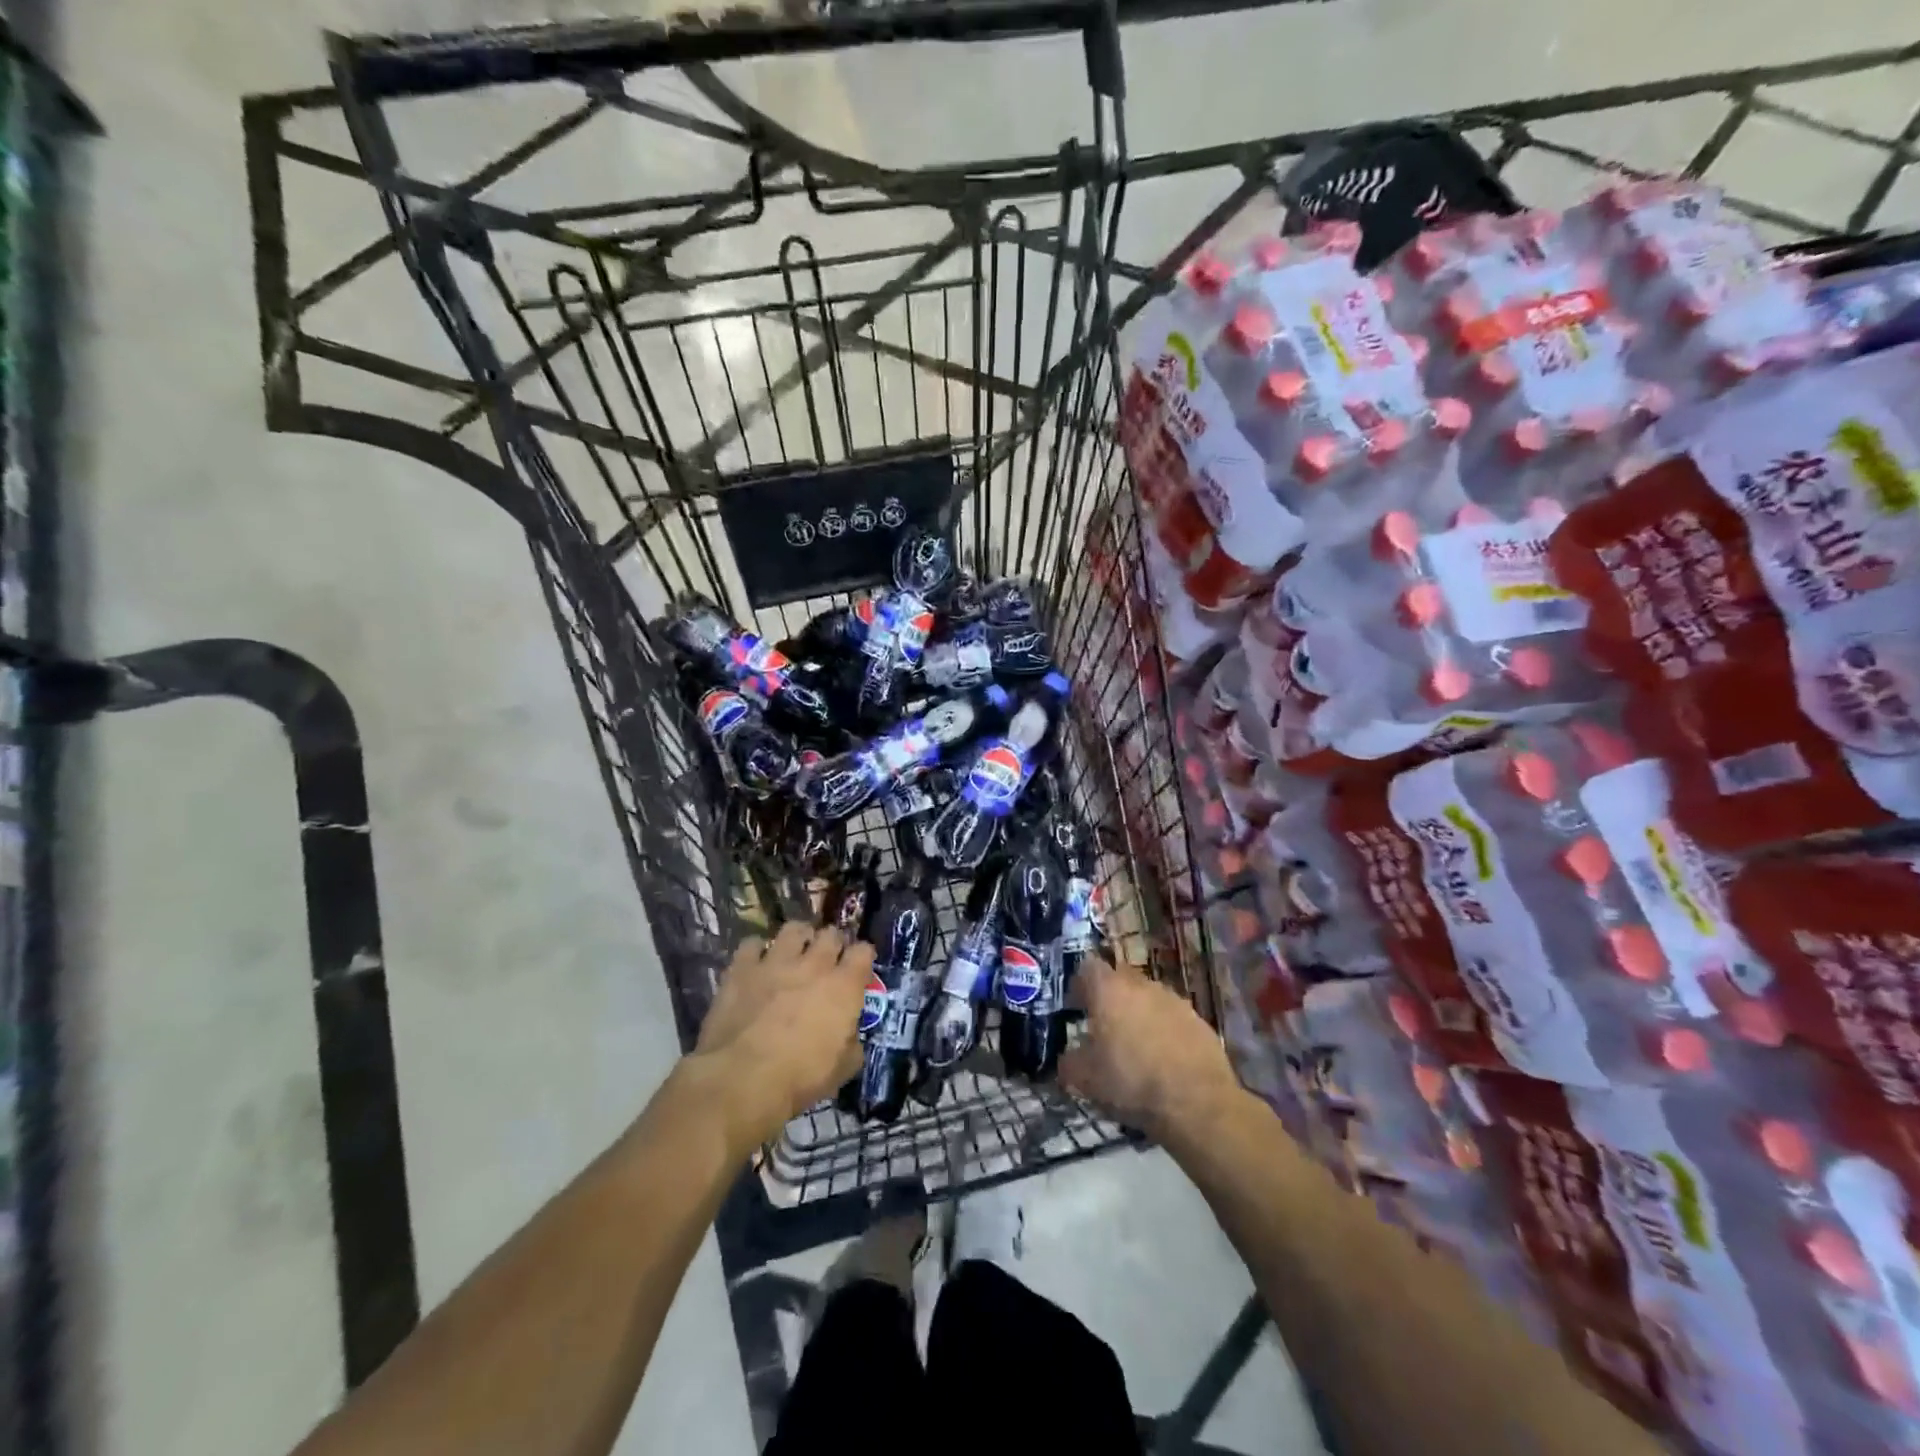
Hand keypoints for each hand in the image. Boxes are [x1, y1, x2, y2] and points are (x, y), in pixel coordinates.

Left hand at [688, 922, 871, 1147]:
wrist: (742, 1079)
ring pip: (794, 928)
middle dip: (832, 944)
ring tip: (794, 952)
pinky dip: (757, 951)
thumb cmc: (799, 1078)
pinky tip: (757, 964)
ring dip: (798, 938)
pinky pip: (753, 944)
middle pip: (830, 934)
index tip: (858, 970)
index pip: (863, 951)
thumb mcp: (842, 1070)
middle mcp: (814, 964)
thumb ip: (852, 1044)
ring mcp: (776, 961)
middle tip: (826, 961)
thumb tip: (850, 1036)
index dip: (862, 958)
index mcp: (843, 986)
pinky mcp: (742, 967)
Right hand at [1059, 956, 1242, 1143]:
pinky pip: (1173, 1018)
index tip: (1076, 1007)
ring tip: (1136, 1047)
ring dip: (1139, 1014)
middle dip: (1110, 999)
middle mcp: (1142, 985)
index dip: (1080, 985)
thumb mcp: (1085, 1080)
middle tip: (1104, 1028)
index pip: (1088, 967)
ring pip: (1148, 998)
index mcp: (1109, 990)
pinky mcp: (1199, 1021)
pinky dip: (1165, 1031)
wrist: (1197, 1104)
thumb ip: (1069, 1062)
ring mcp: (1175, 1000)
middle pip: (1120, 980)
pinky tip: (1164, 1060)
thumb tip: (1067, 1058)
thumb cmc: (1131, 1083)